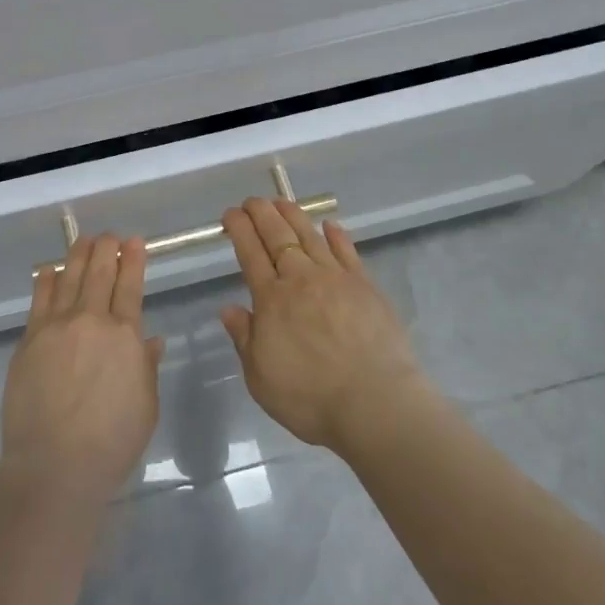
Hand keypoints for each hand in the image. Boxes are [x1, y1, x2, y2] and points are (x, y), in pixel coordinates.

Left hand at [0, 234, 164, 511]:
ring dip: (78, 255)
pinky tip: (48, 270)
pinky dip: (45, 279)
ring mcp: (56, 326)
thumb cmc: (111, 443)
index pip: (130, 285)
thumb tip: (151, 340)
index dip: (133, 259)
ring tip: (83, 241)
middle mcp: (91, 320)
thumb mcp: (145, 406)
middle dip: (106, 248)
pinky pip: (39, 299)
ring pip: (69, 277)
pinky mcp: (30, 338)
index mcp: (125, 335)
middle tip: (109, 235)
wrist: (55, 464)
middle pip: (99, 272)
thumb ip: (146, 366)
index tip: (134, 241)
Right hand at [220, 198, 431, 455]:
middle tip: (251, 200)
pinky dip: (337, 236)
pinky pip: (347, 252)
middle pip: (277, 236)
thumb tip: (228, 308)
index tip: (230, 213)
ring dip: (292, 215)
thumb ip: (244, 338)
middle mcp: (301, 279)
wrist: (376, 404)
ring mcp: (336, 278)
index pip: (250, 253)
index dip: (239, 229)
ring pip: (310, 236)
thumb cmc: (311, 398)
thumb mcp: (260, 378)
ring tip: (281, 200)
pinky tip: (330, 225)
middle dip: (261, 213)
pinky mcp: (365, 286)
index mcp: (271, 299)